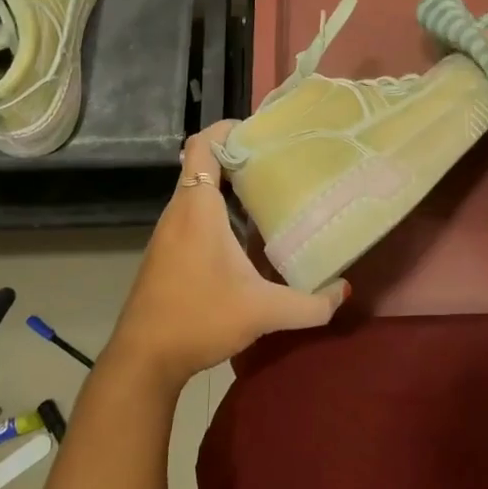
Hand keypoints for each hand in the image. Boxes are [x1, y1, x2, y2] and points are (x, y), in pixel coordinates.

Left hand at [103, 121, 348, 388]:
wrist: (143, 359)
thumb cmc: (199, 319)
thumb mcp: (263, 312)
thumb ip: (310, 304)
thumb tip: (344, 291)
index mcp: (198, 208)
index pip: (202, 145)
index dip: (226, 129)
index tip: (260, 132)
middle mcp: (179, 210)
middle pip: (202, 164)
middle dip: (237, 156)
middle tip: (277, 161)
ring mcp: (168, 232)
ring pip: (197, 190)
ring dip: (227, 185)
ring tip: (268, 192)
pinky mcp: (165, 251)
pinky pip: (192, 213)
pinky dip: (217, 209)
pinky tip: (245, 234)